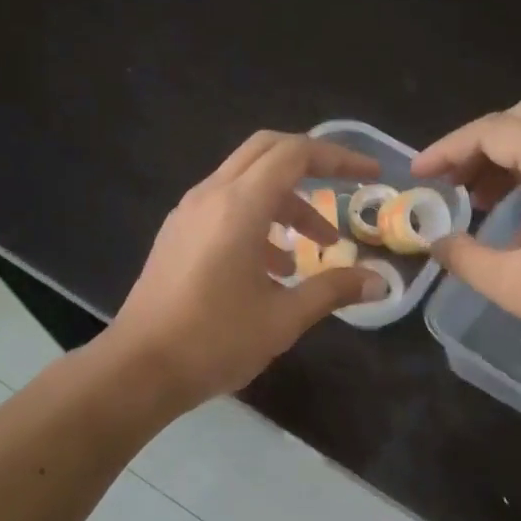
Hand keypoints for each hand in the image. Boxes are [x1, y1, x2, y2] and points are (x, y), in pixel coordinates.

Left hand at [111, 131, 389, 403]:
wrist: (141, 368)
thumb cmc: (215, 341)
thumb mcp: (284, 318)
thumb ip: (333, 290)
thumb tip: (380, 282)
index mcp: (239, 207)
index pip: (295, 155)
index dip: (338, 158)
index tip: (370, 174)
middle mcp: (210, 196)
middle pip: (266, 152)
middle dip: (310, 166)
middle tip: (343, 190)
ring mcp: (188, 214)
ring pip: (245, 182)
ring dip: (285, 203)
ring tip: (314, 249)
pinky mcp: (177, 236)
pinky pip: (224, 207)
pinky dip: (257, 219)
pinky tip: (272, 268)